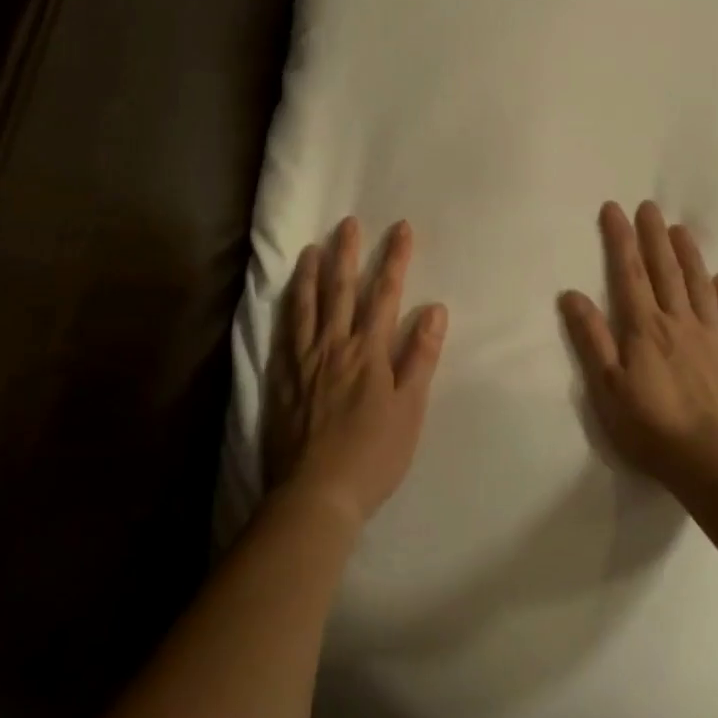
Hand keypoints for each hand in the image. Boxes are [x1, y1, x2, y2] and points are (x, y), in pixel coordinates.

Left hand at [263, 217, 447, 526]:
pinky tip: (287, 299)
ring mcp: (304, 361)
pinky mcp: (283, 379)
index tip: (401, 229)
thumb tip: (434, 308)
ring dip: (311, 274)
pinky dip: (288, 309)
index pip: (385, 295)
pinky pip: (285, 333)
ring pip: (307, 306)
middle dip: (348, 254)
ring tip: (312, 249)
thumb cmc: (373, 454)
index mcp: (368, 352)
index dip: (395, 260)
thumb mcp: (409, 408)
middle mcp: (334, 346)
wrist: (317, 493)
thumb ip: (420, 356)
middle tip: (348, 223)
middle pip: (341, 291)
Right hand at [559, 201, 717, 487]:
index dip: (621, 239)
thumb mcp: (607, 388)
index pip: (629, 273)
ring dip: (689, 256)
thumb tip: (572, 294)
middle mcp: (680, 323)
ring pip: (700, 287)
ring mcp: (714, 339)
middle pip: (666, 271)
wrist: (715, 464)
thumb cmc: (651, 429)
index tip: (615, 209)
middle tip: (650, 207)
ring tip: (681, 229)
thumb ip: (591, 338)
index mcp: (645, 329)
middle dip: (654, 236)